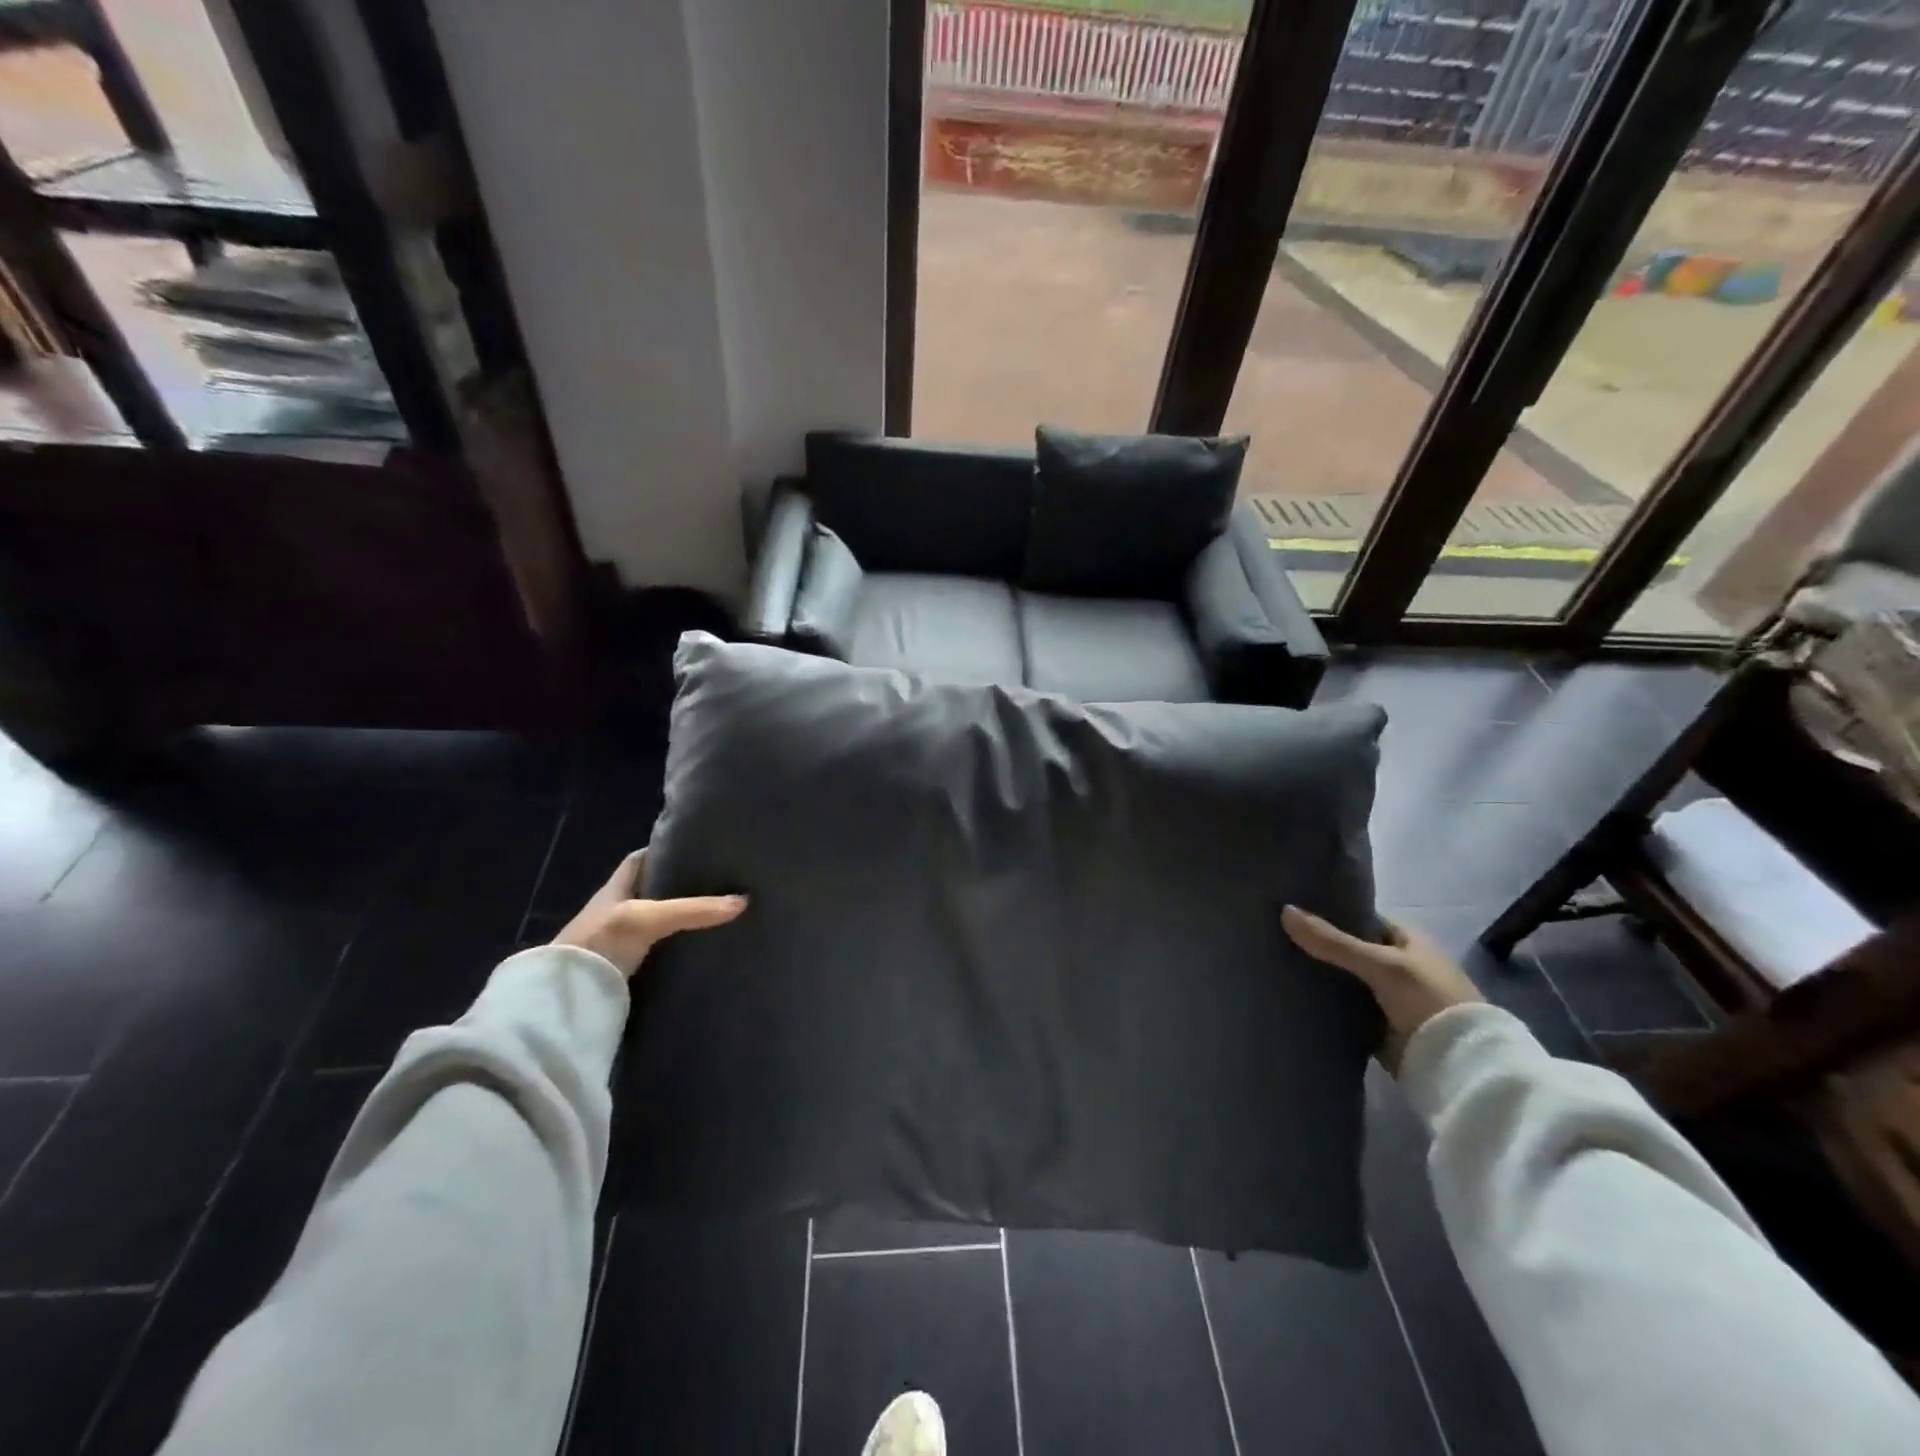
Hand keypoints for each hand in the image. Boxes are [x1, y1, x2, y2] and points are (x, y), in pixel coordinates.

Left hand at [553, 850, 746, 978]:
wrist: (562, 1000)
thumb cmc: (600, 942)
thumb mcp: (649, 918)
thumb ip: (694, 909)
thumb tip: (744, 901)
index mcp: (615, 889)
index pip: (640, 860)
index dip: (664, 851)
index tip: (695, 849)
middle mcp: (616, 912)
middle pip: (651, 892)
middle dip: (679, 887)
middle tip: (717, 883)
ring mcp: (619, 944)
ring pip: (655, 924)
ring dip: (679, 921)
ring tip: (717, 915)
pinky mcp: (625, 973)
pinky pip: (657, 953)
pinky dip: (675, 949)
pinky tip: (698, 950)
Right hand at [1281, 906, 1482, 1070]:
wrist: (1458, 1065)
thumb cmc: (1428, 1000)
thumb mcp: (1381, 964)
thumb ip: (1333, 941)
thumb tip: (1284, 911)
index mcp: (1408, 941)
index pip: (1361, 918)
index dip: (1330, 912)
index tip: (1293, 909)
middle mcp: (1398, 965)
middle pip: (1348, 949)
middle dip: (1318, 945)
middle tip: (1274, 936)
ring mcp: (1387, 997)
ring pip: (1343, 979)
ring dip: (1318, 976)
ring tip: (1273, 962)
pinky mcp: (1377, 1026)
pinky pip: (1342, 1008)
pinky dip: (1323, 1003)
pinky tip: (1291, 995)